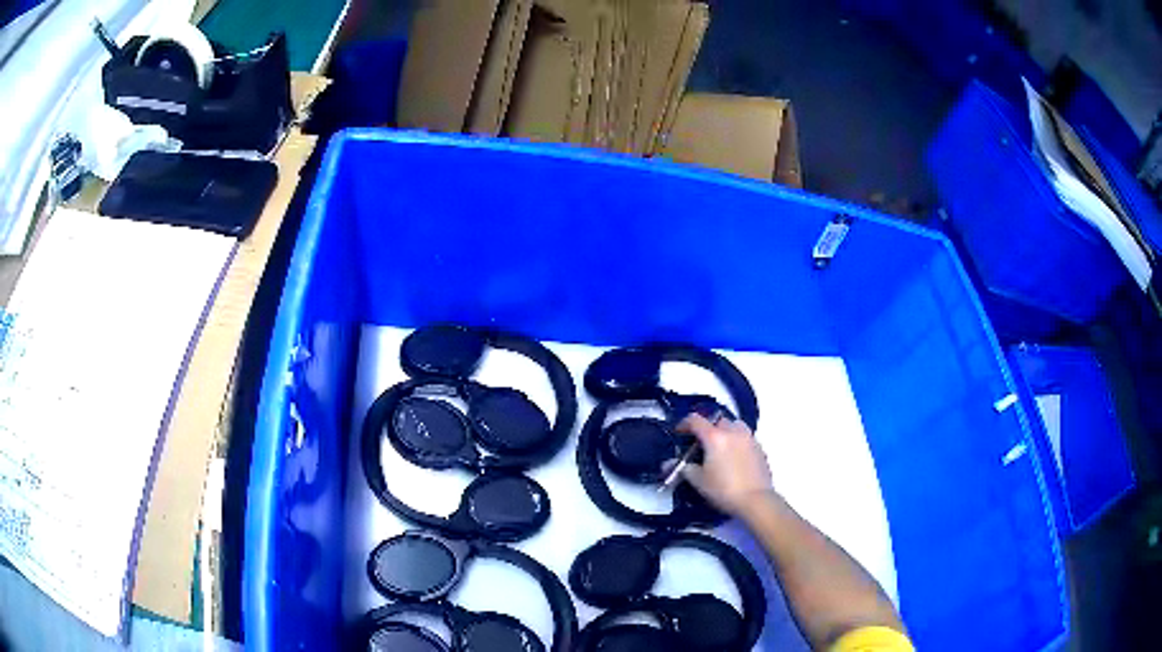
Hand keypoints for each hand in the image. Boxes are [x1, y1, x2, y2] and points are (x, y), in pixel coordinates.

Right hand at [675, 413, 776, 519]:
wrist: (755, 500)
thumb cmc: (723, 489)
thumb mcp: (698, 481)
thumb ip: (685, 468)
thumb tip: (675, 463)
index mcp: (715, 437)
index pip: (696, 420)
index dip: (684, 424)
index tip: (679, 433)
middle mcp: (733, 432)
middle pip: (717, 420)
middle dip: (708, 428)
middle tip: (702, 444)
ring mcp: (749, 439)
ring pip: (735, 426)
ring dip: (726, 432)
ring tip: (721, 448)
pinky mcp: (760, 448)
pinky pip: (746, 438)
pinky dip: (738, 442)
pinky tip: (735, 458)